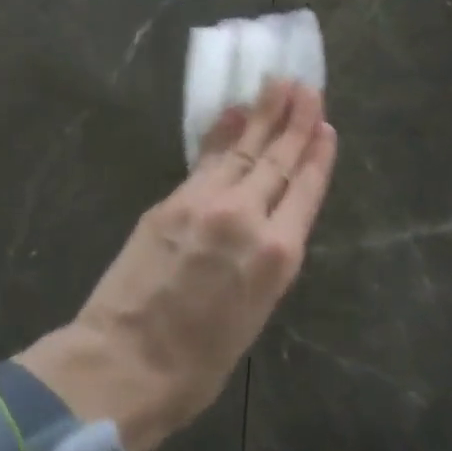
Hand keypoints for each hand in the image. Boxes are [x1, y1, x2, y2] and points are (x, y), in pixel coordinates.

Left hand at [18, 81, 337, 450]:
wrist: (125, 362)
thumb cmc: (195, 365)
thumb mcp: (250, 318)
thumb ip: (260, 265)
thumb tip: (261, 232)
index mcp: (277, 256)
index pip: (306, 191)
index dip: (317, 157)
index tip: (326, 128)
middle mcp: (247, 218)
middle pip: (277, 161)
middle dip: (294, 122)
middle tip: (306, 87)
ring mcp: (205, 203)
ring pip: (242, 150)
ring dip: (260, 115)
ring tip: (277, 85)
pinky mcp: (171, 200)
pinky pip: (206, 160)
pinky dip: (221, 135)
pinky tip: (232, 116)